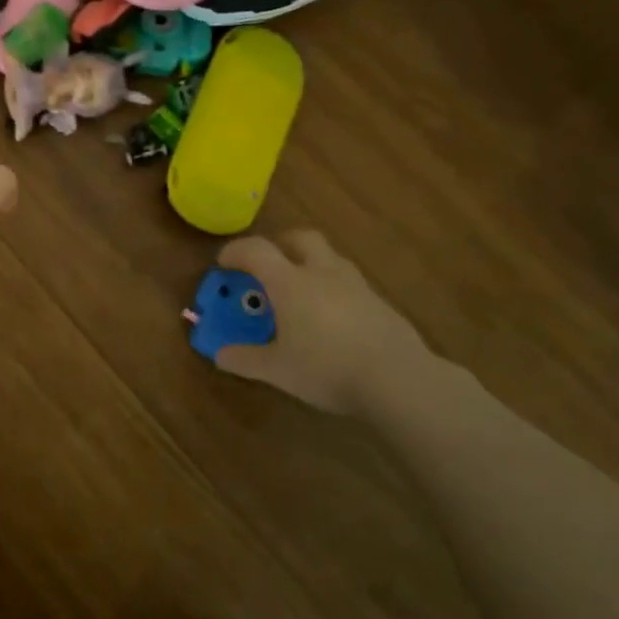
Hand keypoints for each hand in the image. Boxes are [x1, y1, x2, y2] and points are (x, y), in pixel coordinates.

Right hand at [214, 230, 427, 413]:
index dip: (236, 251)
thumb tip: (219, 354)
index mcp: (291, 283)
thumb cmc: (327, 369)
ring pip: (330, 258)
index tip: (223, 263)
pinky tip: (331, 318)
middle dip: (280, 244)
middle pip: (301, 238)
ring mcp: (356, 285)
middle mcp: (323, 273)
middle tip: (268, 264)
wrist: (399, 380)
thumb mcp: (278, 370)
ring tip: (300, 290)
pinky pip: (349, 283)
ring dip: (310, 263)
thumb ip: (246, 360)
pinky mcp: (380, 303)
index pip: (257, 251)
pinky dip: (333, 288)